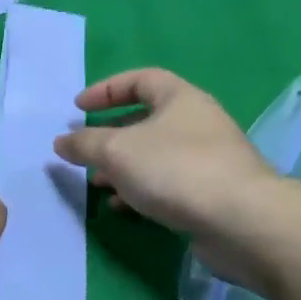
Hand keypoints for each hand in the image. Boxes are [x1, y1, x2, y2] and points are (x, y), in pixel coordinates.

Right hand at [54, 69, 277, 277]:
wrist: (239, 220)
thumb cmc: (175, 170)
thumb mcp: (117, 151)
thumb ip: (85, 144)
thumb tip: (61, 141)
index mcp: (180, 98)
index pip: (140, 80)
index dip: (106, 90)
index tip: (78, 108)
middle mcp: (197, 122)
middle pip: (146, 120)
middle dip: (110, 136)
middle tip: (84, 151)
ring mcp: (207, 158)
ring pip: (154, 155)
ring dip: (122, 168)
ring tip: (96, 184)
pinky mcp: (210, 192)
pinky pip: (166, 183)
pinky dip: (140, 190)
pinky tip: (122, 207)